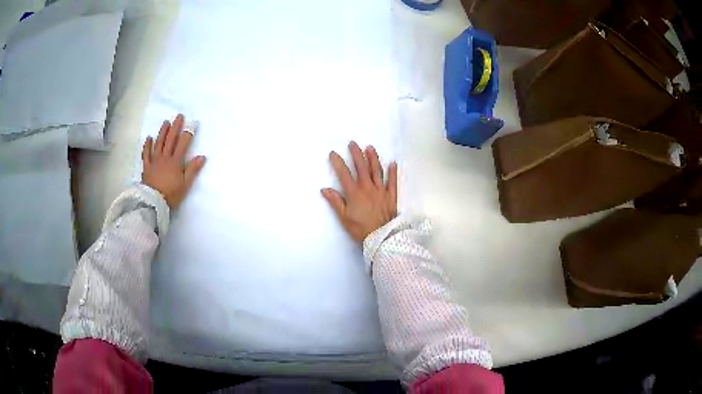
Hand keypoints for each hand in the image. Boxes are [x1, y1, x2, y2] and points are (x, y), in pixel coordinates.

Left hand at [141, 114, 205, 208]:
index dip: (188, 133)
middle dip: (175, 127)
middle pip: (170, 139)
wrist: (153, 203)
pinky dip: (147, 145)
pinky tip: (149, 138)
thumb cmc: (171, 195)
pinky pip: (146, 154)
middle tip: (179, 116)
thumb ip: (193, 170)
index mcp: (175, 162)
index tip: (193, 123)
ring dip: (162, 132)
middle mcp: (165, 158)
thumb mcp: (185, 184)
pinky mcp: (146, 166)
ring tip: (166, 122)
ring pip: (158, 143)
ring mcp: (154, 161)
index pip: (183, 144)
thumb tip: (202, 156)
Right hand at [322, 141, 397, 243]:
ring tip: (370, 147)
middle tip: (353, 143)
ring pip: (377, 171)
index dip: (338, 162)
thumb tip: (324, 189)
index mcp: (354, 193)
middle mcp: (368, 188)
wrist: (381, 237)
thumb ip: (335, 202)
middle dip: (356, 154)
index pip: (344, 174)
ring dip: (373, 158)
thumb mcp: (344, 217)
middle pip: (361, 167)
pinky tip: (393, 163)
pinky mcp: (391, 195)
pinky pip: (393, 181)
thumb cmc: (360, 229)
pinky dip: (393, 172)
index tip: (333, 153)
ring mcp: (381, 190)